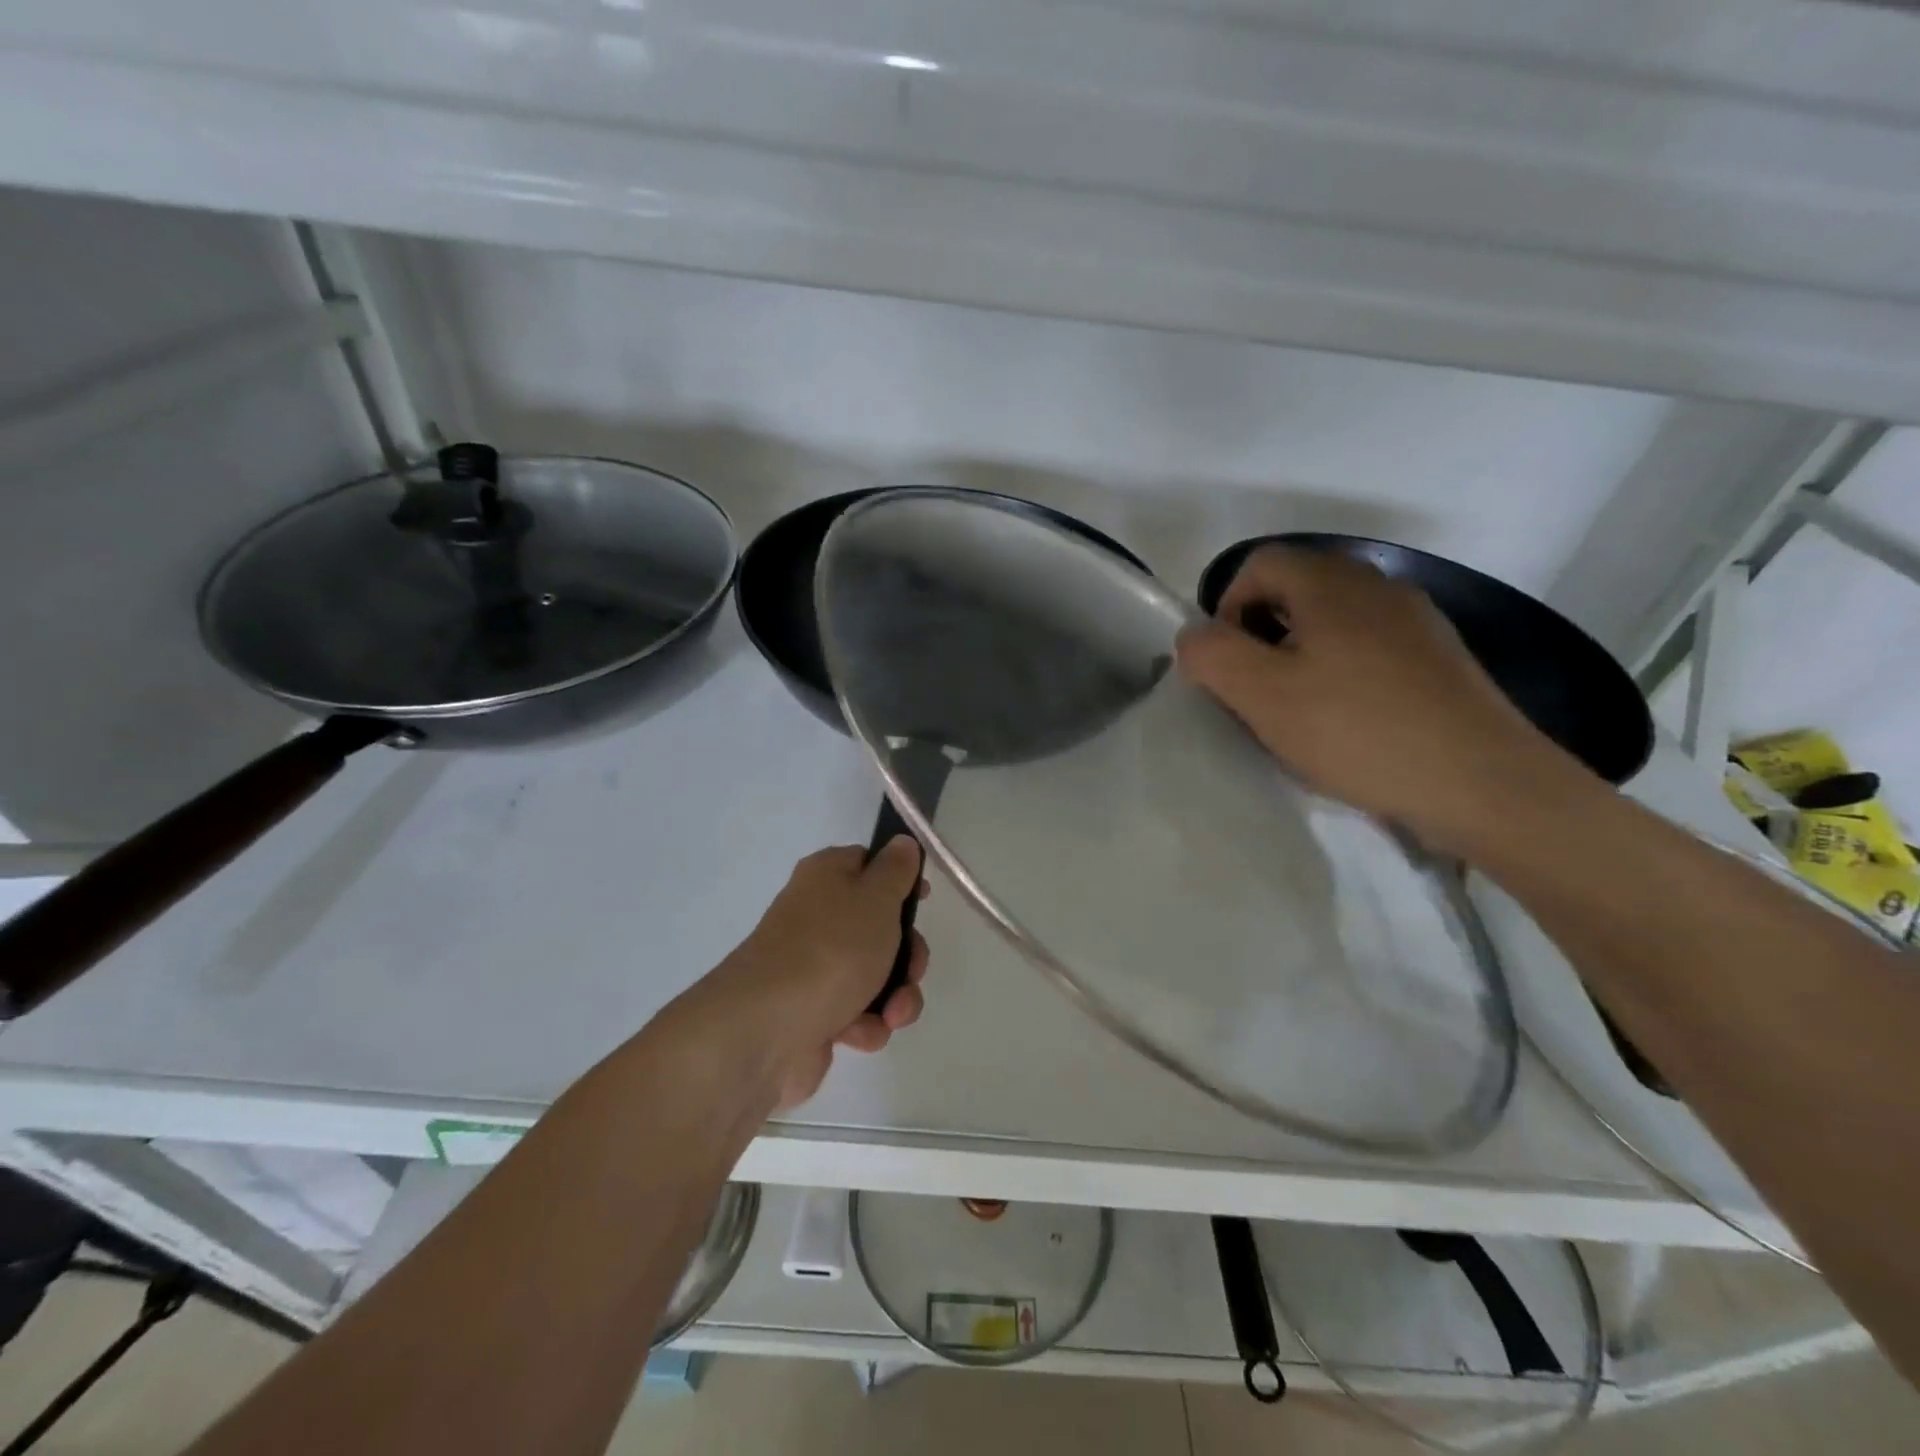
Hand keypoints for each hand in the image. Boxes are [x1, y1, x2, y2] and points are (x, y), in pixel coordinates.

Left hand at [726, 837, 929, 1109]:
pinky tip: (860, 1032)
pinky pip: (856, 1011)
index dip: (900, 880)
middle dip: (907, 955)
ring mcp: (813, 965)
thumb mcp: (876, 897)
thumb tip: (902, 842)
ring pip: (875, 973)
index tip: (922, 900)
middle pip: (880, 926)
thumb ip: (896, 869)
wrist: (766, 1029)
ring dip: (895, 997)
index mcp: (827, 876)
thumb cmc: (831, 949)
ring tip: (892, 1014)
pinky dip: (866, 1023)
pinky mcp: (813, 1011)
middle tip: (911, 970)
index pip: (869, 863)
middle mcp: (817, 915)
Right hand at [1176, 545, 1580, 853]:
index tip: (1228, 663)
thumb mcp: (1261, 695)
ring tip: (1300, 711)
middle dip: (1262, 633)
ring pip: (1334, 621)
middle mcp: (1378, 585)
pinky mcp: (1440, 658)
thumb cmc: (1357, 731)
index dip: (1227, 606)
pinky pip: (1371, 648)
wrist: (1483, 783)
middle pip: (1296, 588)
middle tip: (1257, 690)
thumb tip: (1195, 636)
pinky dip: (1343, 672)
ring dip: (1302, 655)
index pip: (1259, 563)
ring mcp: (1417, 620)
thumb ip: (1211, 655)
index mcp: (1331, 583)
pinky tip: (1349, 722)